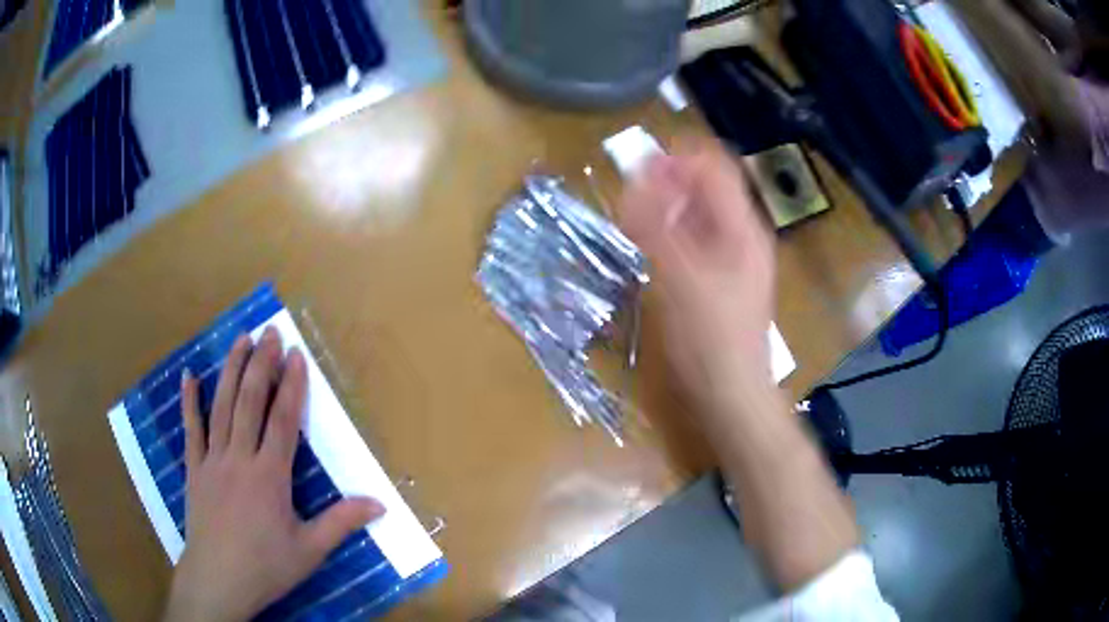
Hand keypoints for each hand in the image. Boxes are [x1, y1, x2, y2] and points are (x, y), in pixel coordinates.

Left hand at [164, 328, 384, 621]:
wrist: (218, 580)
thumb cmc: (266, 566)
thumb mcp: (310, 550)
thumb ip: (341, 522)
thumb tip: (379, 503)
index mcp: (270, 476)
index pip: (283, 420)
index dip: (291, 385)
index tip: (296, 355)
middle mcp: (239, 458)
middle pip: (250, 402)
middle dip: (261, 364)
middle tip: (269, 331)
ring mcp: (212, 461)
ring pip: (221, 407)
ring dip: (231, 371)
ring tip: (240, 339)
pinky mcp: (194, 470)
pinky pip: (191, 430)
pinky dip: (189, 402)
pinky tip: (189, 376)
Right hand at [619, 140, 775, 411]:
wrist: (726, 400)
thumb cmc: (710, 340)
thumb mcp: (681, 278)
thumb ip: (656, 227)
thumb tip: (634, 180)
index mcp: (741, 230)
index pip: (717, 169)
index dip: (681, 157)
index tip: (641, 161)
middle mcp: (737, 240)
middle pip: (704, 192)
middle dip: (667, 184)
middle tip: (628, 192)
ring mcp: (724, 264)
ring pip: (692, 220)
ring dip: (662, 211)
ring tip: (628, 217)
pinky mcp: (709, 287)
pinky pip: (685, 248)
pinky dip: (663, 240)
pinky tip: (641, 250)